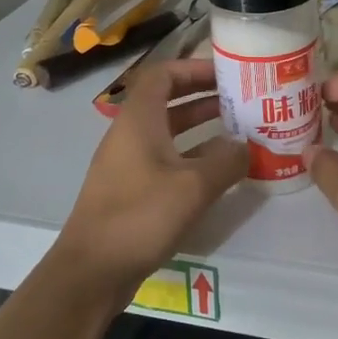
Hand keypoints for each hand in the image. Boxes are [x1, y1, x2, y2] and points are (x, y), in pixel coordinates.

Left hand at [54, 59, 246, 296]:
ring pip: (168, 132)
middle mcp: (130, 134)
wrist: (92, 270)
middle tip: (240, 100)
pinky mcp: (130, 190)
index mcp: (139, 120)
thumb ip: (226, 162)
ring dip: (200, 127)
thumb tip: (246, 146)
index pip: (163, 74)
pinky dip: (191, 156)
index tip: (227, 74)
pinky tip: (218, 172)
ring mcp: (128, 163)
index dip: (194, 68)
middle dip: (203, 96)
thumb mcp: (193, 187)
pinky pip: (165, 159)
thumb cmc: (140, 216)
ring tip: (238, 131)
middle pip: (167, 100)